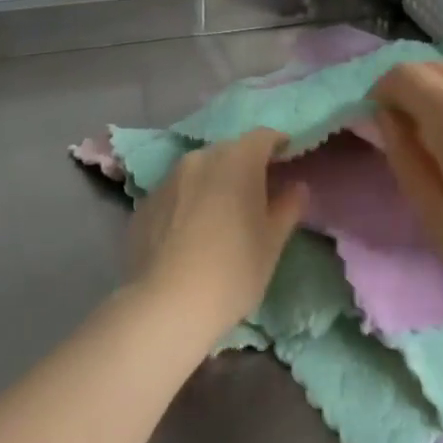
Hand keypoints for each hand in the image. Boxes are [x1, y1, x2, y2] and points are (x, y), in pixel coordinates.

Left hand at [126, 129, 309, 344]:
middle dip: (246, 164)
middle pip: (230, 151)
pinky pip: (177, 191)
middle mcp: (200, 159)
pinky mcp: (145, 202)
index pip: (262, 137)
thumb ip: (287, 207)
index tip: (287, 160)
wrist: (165, 305)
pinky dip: (189, 200)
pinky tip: (191, 232)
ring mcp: (168, 179)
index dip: (278, 145)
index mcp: (236, 160)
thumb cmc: (232, 271)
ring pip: (200, 170)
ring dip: (215, 181)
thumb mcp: (272, 242)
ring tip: (223, 214)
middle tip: (258, 193)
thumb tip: (296, 186)